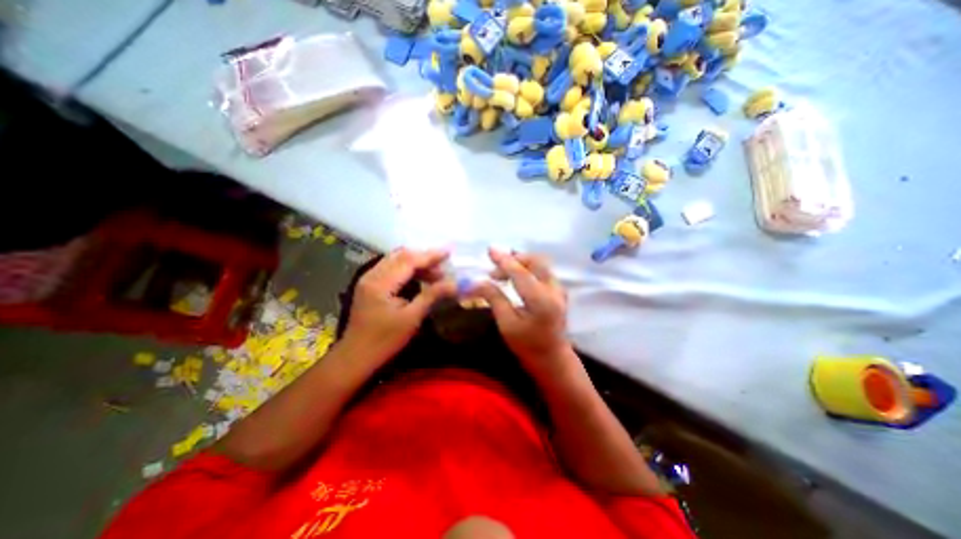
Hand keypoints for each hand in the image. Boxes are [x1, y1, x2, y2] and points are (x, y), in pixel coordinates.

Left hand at [344, 249, 455, 361]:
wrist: (355, 358)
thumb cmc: (384, 340)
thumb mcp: (412, 318)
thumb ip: (432, 295)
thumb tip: (455, 283)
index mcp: (381, 282)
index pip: (409, 260)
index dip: (430, 255)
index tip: (450, 251)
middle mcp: (372, 274)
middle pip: (401, 255)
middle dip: (424, 257)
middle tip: (444, 265)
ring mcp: (368, 279)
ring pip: (395, 261)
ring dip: (416, 263)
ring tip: (436, 275)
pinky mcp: (369, 285)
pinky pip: (391, 269)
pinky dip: (407, 270)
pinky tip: (419, 279)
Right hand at [472, 249, 567, 370]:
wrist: (552, 358)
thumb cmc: (527, 345)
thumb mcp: (506, 324)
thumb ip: (494, 298)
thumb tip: (477, 282)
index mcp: (540, 300)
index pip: (520, 272)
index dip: (503, 260)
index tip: (490, 250)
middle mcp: (553, 289)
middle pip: (535, 261)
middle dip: (514, 259)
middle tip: (495, 269)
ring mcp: (559, 289)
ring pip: (540, 264)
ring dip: (521, 264)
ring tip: (502, 274)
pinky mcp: (558, 291)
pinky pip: (543, 271)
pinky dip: (528, 269)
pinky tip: (516, 278)